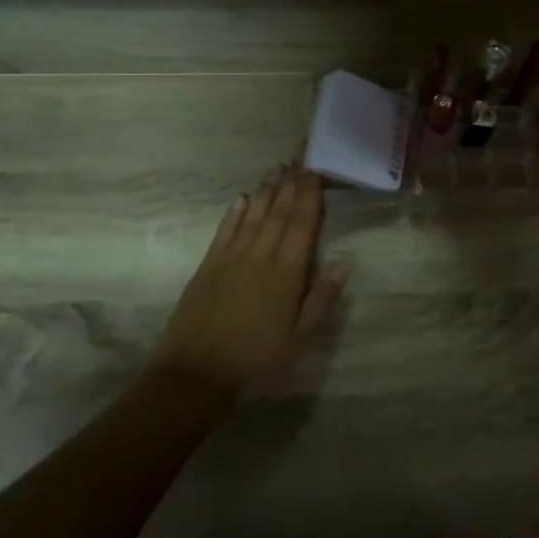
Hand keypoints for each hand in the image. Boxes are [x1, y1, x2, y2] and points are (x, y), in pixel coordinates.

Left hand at [153, 167, 347, 399]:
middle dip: (290, 186)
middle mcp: (259, 258)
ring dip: (265, 192)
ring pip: (252, 217)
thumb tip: (344, 264)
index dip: (309, 198)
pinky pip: (224, 232)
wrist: (194, 376)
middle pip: (278, 215)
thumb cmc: (255, 364)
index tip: (316, 173)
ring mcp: (230, 260)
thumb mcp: (298, 341)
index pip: (301, 227)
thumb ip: (321, 301)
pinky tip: (242, 199)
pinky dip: (234, 213)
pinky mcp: (207, 267)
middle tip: (299, 160)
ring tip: (276, 170)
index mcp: (286, 275)